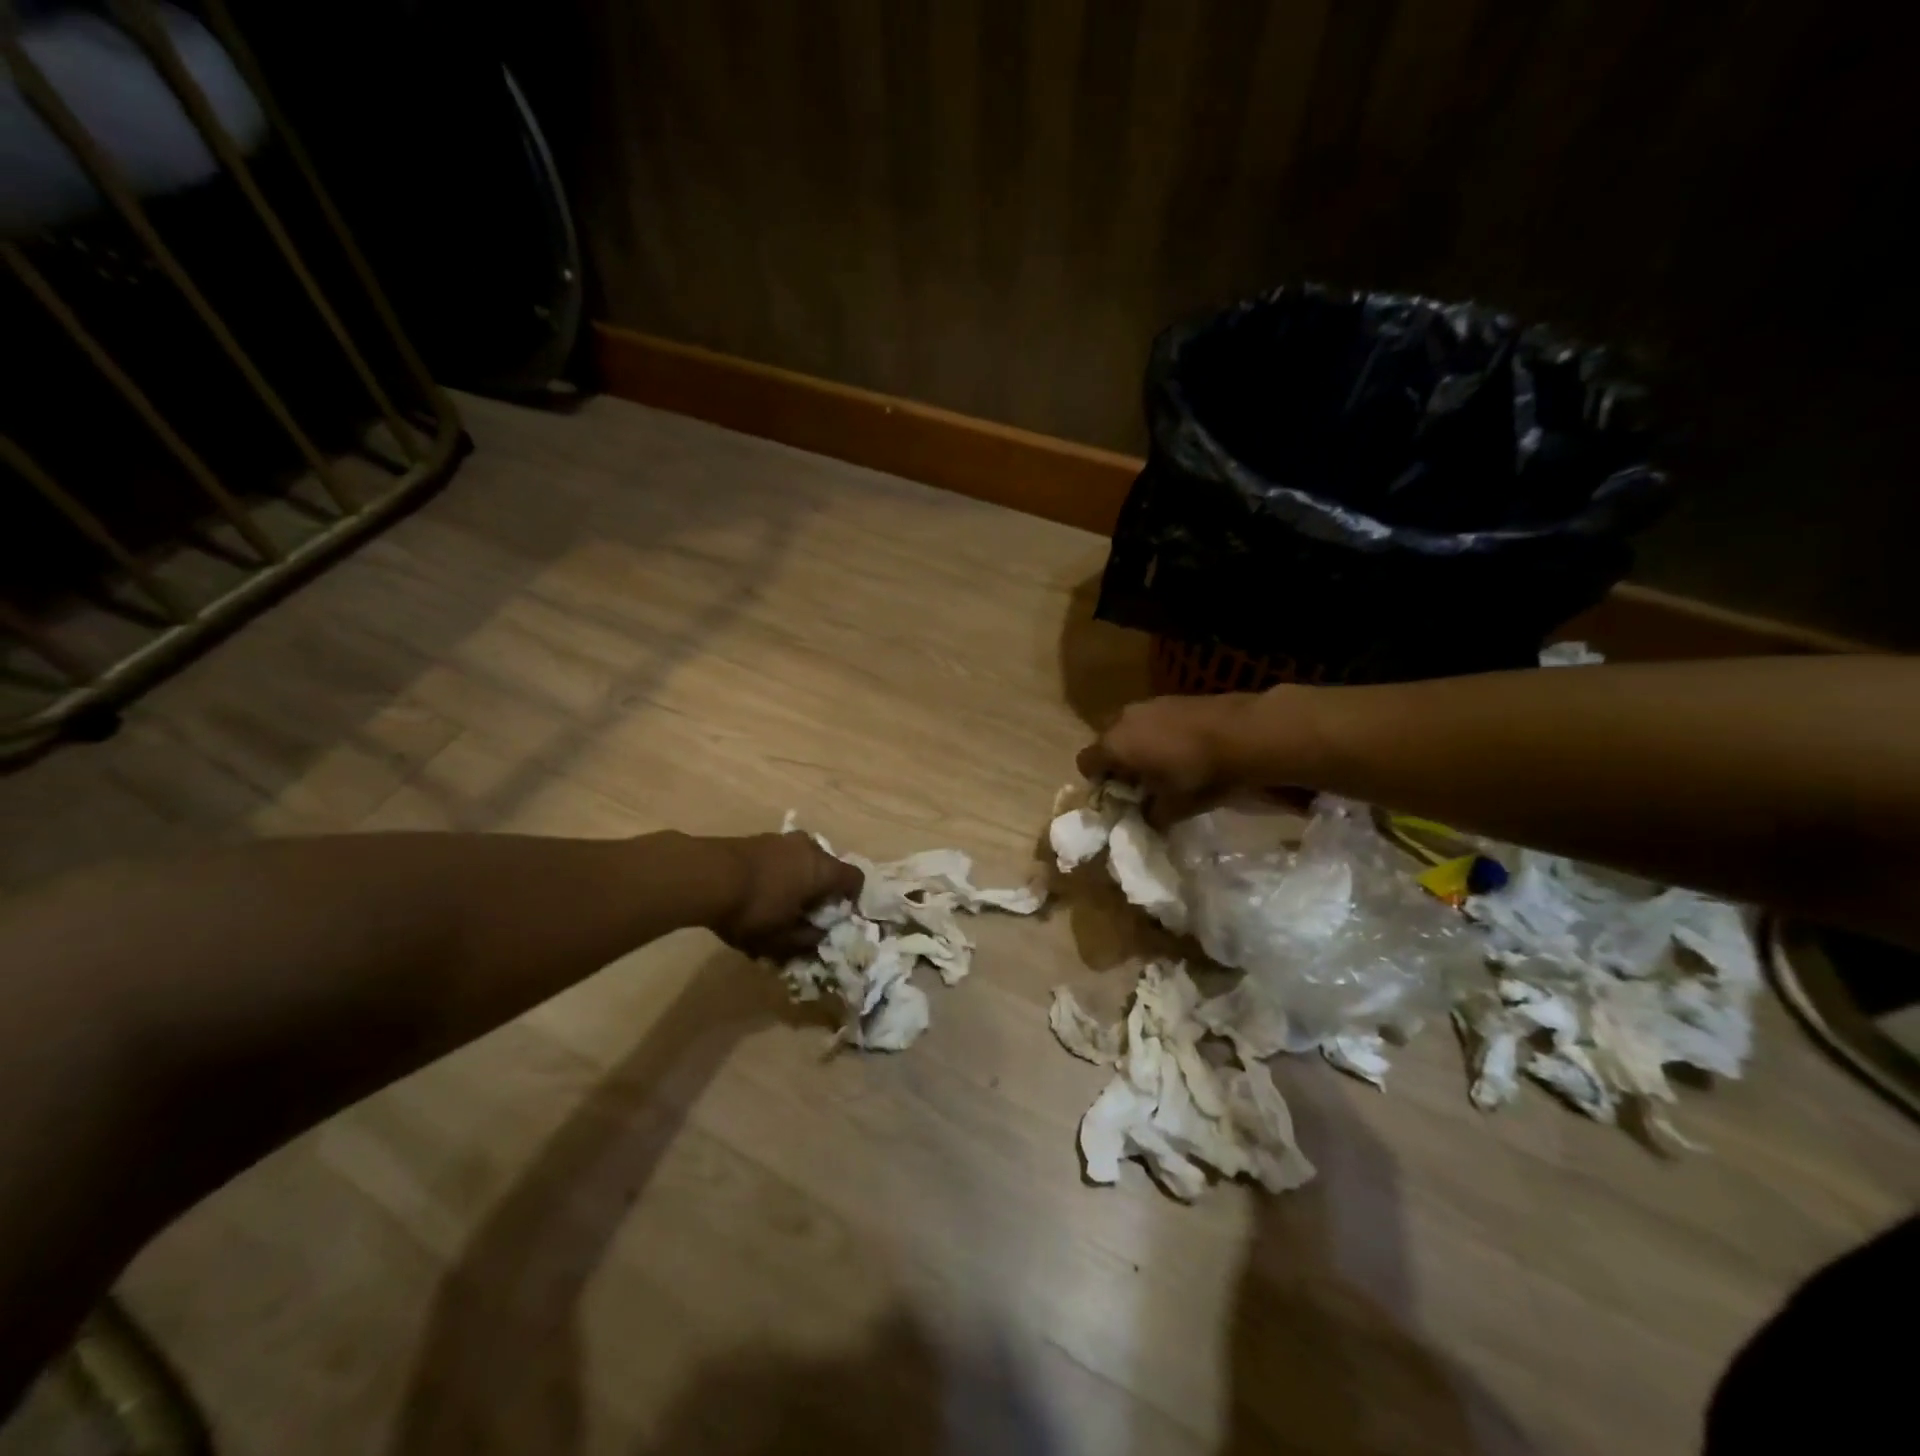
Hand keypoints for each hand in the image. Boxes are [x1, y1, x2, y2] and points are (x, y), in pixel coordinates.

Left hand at [708, 832, 864, 960]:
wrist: (705, 875)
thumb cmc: (754, 909)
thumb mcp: (781, 939)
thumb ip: (805, 940)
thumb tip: (819, 937)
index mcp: (823, 869)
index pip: (855, 879)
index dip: (852, 899)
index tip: (839, 916)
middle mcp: (809, 847)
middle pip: (827, 867)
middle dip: (821, 890)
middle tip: (807, 914)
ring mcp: (781, 839)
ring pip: (801, 860)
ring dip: (797, 880)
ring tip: (778, 904)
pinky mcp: (757, 838)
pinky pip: (779, 857)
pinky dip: (777, 873)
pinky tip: (757, 892)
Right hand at [1077, 691, 1278, 825]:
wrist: (1243, 733)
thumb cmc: (1199, 774)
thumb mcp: (1174, 807)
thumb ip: (1150, 816)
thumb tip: (1144, 820)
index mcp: (1114, 746)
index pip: (1085, 763)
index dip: (1096, 782)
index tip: (1117, 796)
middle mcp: (1122, 720)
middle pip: (1105, 742)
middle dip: (1115, 762)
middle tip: (1138, 783)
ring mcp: (1146, 704)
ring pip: (1127, 728)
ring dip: (1136, 746)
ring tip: (1162, 764)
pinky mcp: (1169, 698)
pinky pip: (1149, 719)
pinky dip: (1155, 733)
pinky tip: (1180, 748)